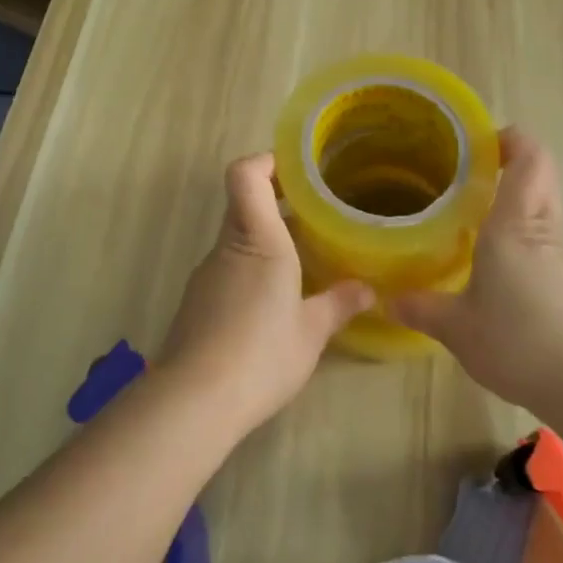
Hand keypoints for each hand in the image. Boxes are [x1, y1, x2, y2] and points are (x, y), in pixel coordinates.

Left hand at [158, 153, 374, 436]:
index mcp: (258, 239)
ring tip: (302, 262)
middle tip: (316, 217)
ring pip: (236, 239)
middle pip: (243, 204)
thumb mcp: (312, 331)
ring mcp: (206, 274)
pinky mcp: (196, 302)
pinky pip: (228, 269)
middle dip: (278, 203)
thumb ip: (339, 303)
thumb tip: (368, 289)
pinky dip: (251, 270)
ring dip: (266, 240)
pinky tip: (272, 303)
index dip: (266, 162)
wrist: (194, 400)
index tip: (297, 171)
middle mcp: (227, 247)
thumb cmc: (262, 354)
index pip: (245, 174)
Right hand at [390, 128, 562, 413]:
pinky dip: (523, 235)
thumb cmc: (518, 343)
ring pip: (544, 207)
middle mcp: (544, 229)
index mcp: (514, 225)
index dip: (511, 139)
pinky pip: (546, 239)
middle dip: (511, 165)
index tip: (479, 143)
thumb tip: (388, 299)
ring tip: (473, 219)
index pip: (530, 158)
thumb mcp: (457, 327)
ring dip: (516, 202)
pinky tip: (496, 265)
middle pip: (541, 175)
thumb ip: (422, 308)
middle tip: (467, 177)